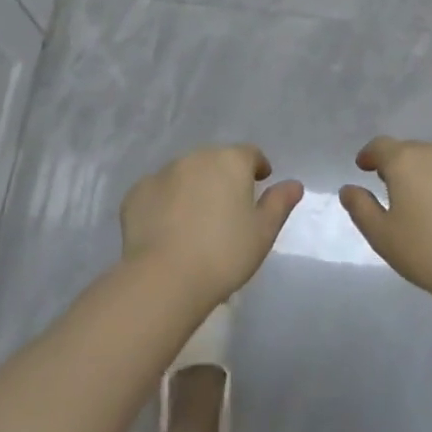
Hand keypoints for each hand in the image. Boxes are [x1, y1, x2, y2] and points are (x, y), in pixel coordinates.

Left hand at [120, 145, 303, 308]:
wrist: (165, 277)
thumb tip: (294, 184)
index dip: (257, 166)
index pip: (249, 154)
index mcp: (229, 161)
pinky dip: (165, 202)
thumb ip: (279, 203)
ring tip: (196, 219)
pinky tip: (168, 228)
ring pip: (184, 173)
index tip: (260, 182)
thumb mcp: (263, 232)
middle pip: (215, 160)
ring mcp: (162, 172)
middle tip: (228, 207)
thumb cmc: (224, 254)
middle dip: (223, 176)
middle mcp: (195, 157)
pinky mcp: (137, 192)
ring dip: (194, 187)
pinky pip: (158, 191)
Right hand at [340, 137, 431, 310]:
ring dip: (431, 175)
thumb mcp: (382, 237)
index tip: (364, 168)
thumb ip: (361, 208)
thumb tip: (349, 189)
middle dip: (400, 165)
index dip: (370, 155)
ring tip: (430, 202)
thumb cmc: (429, 253)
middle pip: (412, 151)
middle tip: (395, 189)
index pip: (381, 146)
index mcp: (405, 162)